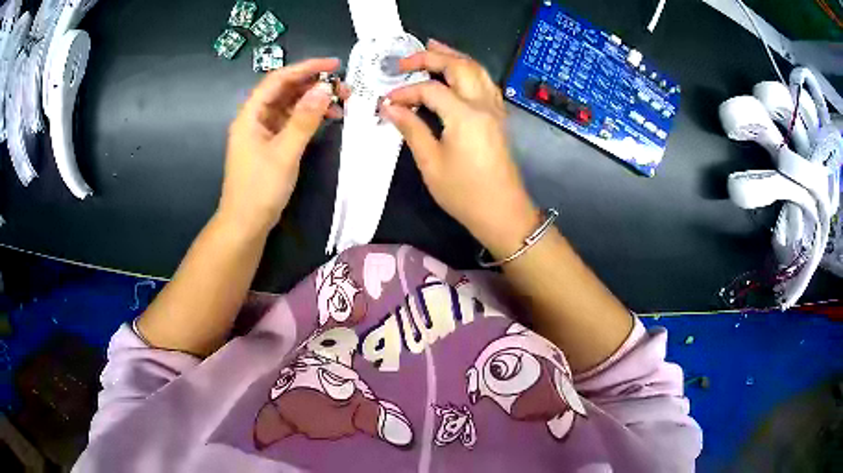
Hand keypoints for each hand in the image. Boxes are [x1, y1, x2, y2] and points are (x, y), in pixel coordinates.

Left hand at [218, 58, 348, 237]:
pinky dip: (308, 118)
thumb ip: (304, 119)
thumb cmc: (260, 189)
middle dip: (314, 85)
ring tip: (341, 103)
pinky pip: (291, 122)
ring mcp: (262, 131)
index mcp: (251, 114)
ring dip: (313, 101)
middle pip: (285, 90)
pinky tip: (327, 119)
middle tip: (344, 88)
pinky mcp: (270, 144)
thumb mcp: (285, 153)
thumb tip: (324, 89)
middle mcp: (255, 118)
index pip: (278, 79)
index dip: (305, 67)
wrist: (246, 224)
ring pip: (289, 105)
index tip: (334, 65)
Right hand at [382, 40, 538, 255]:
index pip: (431, 89)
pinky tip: (459, 72)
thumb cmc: (464, 193)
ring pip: (477, 70)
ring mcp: (495, 109)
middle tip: (408, 58)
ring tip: (434, 48)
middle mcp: (483, 104)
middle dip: (432, 56)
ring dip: (454, 56)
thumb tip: (390, 108)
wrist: (502, 212)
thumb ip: (412, 129)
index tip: (387, 101)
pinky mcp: (499, 117)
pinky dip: (469, 70)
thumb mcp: (430, 163)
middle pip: (459, 66)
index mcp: (465, 114)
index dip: (406, 91)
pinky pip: (485, 83)